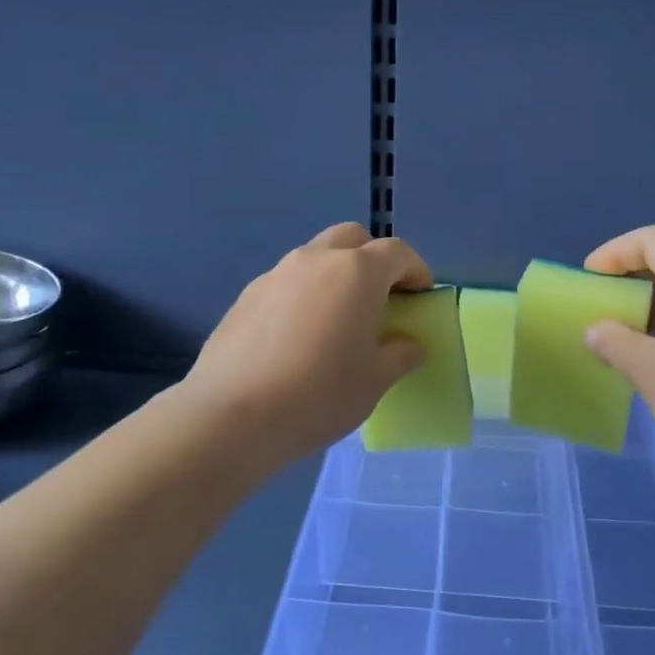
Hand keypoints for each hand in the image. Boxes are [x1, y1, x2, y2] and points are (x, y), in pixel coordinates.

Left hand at [183, 223, 432, 464]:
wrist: (233, 415)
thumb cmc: (320, 393)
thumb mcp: (376, 380)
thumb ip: (401, 355)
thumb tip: (410, 345)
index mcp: (357, 272)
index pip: (397, 252)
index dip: (416, 270)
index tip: (421, 295)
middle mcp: (315, 260)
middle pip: (352, 239)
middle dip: (372, 259)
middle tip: (380, 297)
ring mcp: (276, 274)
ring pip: (315, 257)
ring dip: (335, 275)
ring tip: (338, 319)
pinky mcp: (246, 296)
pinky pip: (287, 283)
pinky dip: (303, 295)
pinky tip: (299, 336)